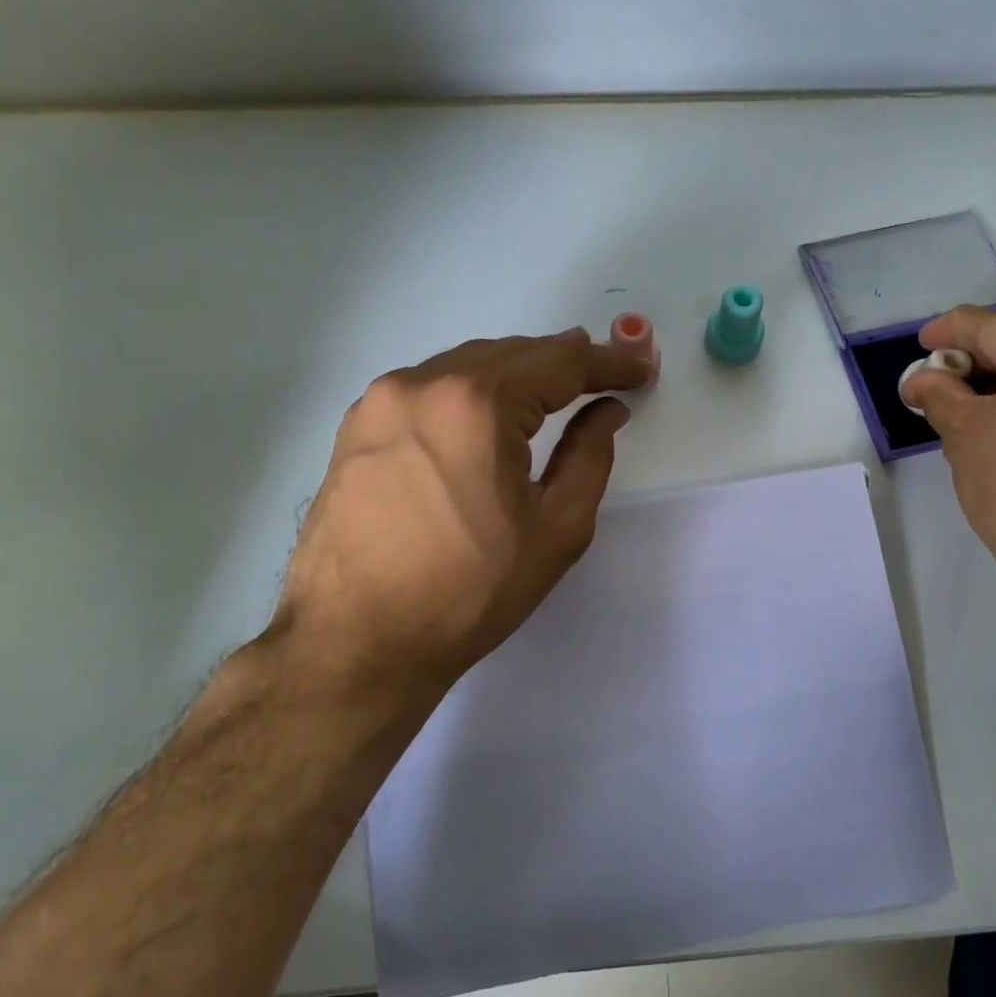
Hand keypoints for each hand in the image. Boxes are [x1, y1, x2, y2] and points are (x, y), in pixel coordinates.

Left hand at [267, 329, 650, 711]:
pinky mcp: (356, 427)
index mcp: (476, 404)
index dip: (608, 362)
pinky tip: (485, 419)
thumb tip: (605, 411)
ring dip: (514, 376)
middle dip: (561, 363)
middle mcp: (421, 383)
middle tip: (602, 379)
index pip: (559, 361)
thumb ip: (589, 456)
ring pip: (466, 367)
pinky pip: (428, 389)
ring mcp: (380, 402)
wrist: (356, 643)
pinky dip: (469, 393)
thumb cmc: (469, 592)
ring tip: (550, 396)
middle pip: (510, 353)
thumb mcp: (555, 529)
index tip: (639, 370)